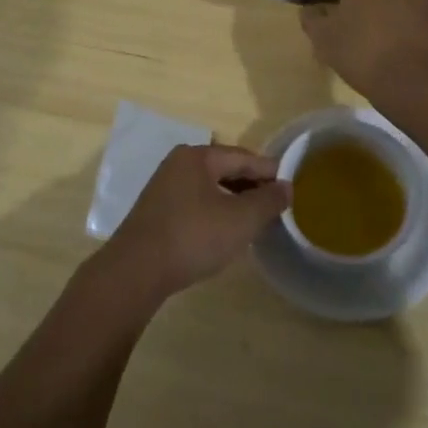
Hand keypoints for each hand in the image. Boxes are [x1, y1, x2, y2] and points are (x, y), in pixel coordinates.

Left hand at [96, 144, 288, 303]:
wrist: (136, 271)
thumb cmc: (193, 237)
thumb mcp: (240, 220)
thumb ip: (267, 201)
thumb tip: (286, 186)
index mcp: (197, 156)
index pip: (243, 157)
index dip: (269, 171)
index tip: (292, 186)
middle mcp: (178, 163)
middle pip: (225, 169)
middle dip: (252, 185)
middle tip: (277, 204)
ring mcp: (164, 187)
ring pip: (210, 187)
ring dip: (234, 199)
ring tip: (256, 218)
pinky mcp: (157, 211)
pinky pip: (196, 202)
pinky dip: (216, 210)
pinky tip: (225, 230)